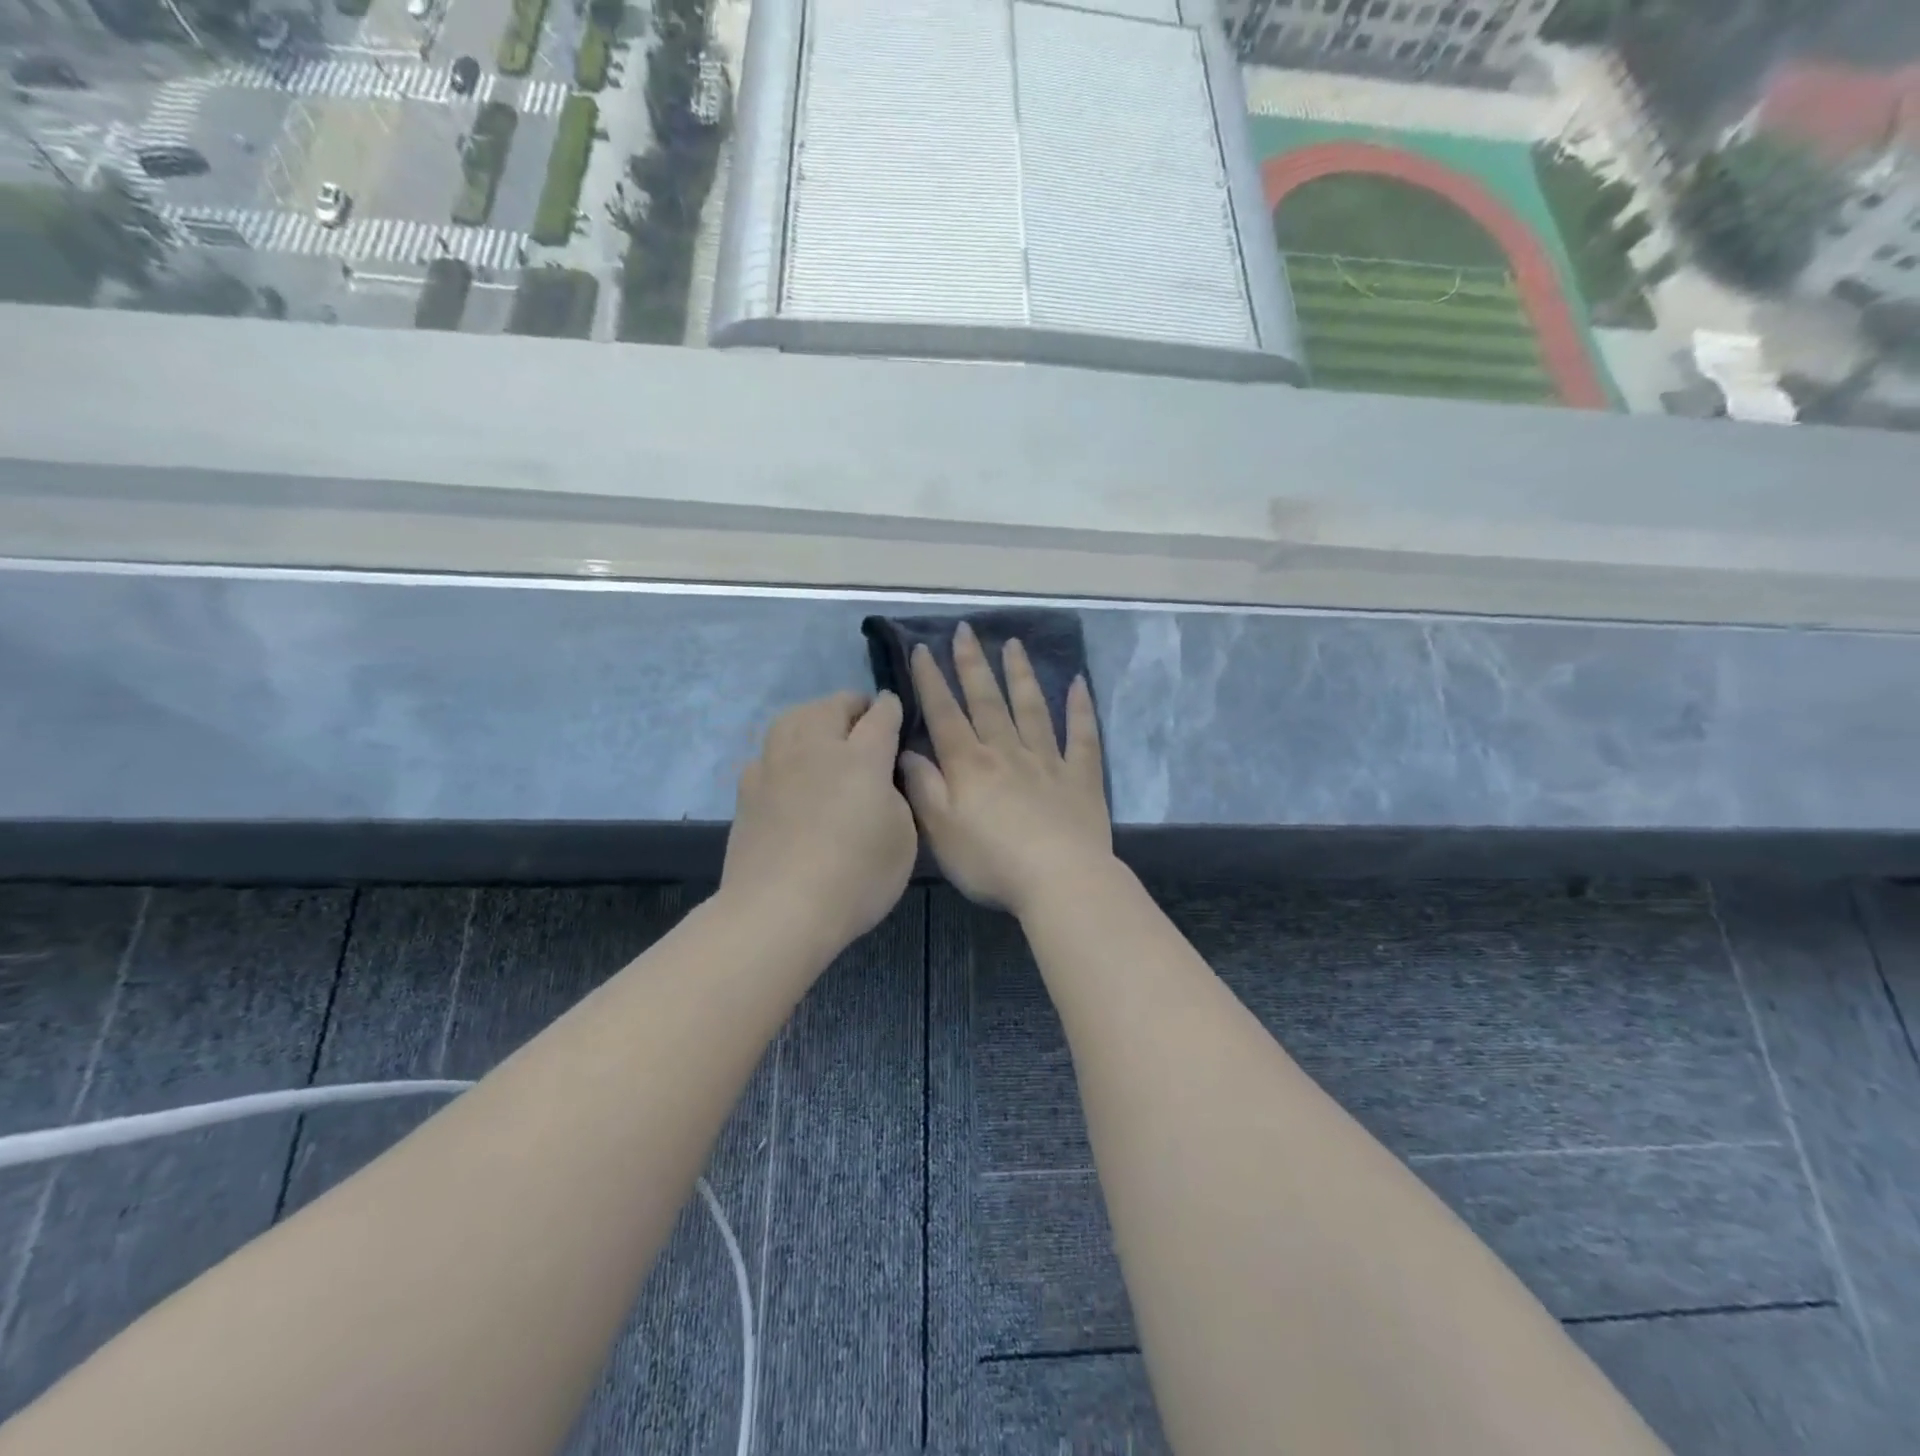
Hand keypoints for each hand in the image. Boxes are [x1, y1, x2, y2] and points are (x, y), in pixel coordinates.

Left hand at [720, 691, 917, 959]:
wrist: (780, 910)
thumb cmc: (855, 878)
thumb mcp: (904, 840)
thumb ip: (897, 798)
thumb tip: (882, 778)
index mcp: (861, 758)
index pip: (880, 717)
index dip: (891, 709)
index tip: (895, 708)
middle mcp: (816, 749)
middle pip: (831, 706)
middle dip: (851, 705)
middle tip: (862, 718)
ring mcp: (775, 766)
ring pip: (792, 718)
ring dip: (813, 716)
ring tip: (822, 730)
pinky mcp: (747, 789)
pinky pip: (767, 752)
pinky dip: (783, 750)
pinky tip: (787, 769)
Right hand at [898, 623, 1112, 918]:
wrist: (1059, 879)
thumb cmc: (991, 861)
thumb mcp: (941, 831)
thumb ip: (924, 788)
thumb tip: (908, 751)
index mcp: (970, 765)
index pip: (945, 714)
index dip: (931, 681)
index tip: (922, 649)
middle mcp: (1007, 752)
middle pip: (987, 701)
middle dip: (973, 664)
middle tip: (967, 630)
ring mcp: (1048, 761)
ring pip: (1032, 708)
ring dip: (1020, 675)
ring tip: (1014, 644)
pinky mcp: (1081, 777)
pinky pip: (1082, 736)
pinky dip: (1080, 708)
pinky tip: (1078, 683)